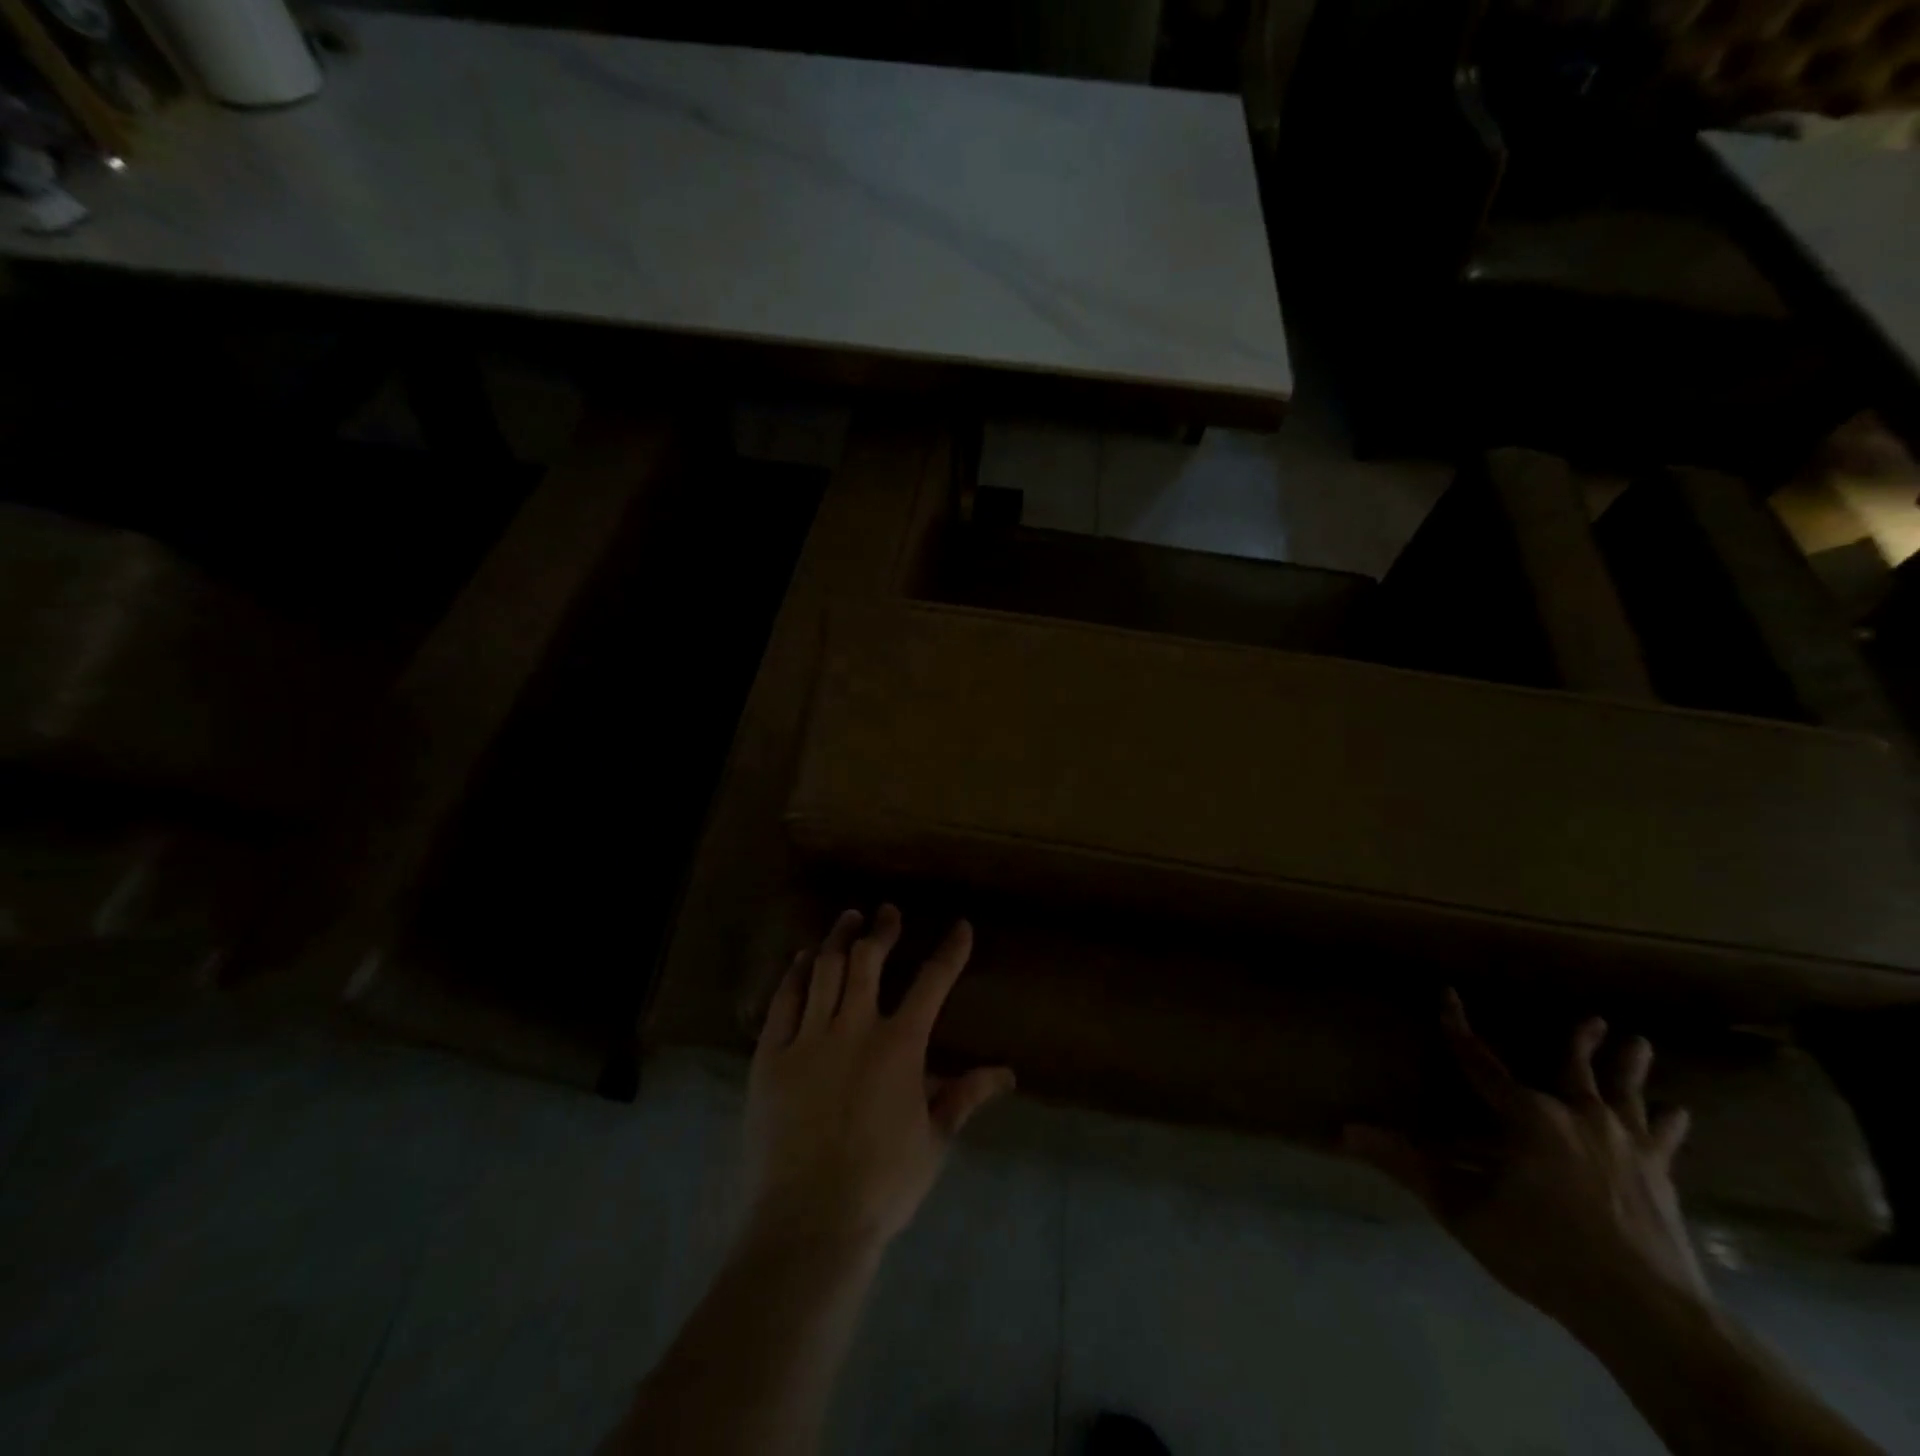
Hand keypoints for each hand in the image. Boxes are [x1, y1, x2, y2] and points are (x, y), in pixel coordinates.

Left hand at [745, 905, 1015, 1250]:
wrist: (808, 1221)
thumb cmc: (881, 1184)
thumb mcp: (934, 1141)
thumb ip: (965, 1097)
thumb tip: (1007, 1073)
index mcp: (900, 1046)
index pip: (933, 983)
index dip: (950, 951)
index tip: (960, 926)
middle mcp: (855, 1028)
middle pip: (869, 960)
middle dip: (883, 930)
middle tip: (887, 912)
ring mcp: (809, 1038)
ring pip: (824, 969)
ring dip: (839, 938)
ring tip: (848, 918)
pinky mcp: (771, 1055)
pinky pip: (784, 1000)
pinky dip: (795, 973)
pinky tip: (802, 958)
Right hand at [1345, 991, 1708, 1339]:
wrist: (1646, 1313)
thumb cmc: (1543, 1252)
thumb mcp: (1462, 1210)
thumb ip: (1407, 1166)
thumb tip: (1345, 1131)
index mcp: (1528, 1118)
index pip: (1479, 1062)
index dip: (1458, 1028)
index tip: (1448, 995)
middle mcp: (1578, 1118)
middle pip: (1576, 1069)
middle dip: (1580, 1042)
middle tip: (1595, 1017)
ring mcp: (1626, 1147)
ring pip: (1626, 1095)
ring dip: (1630, 1068)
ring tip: (1640, 1042)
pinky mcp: (1660, 1178)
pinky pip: (1663, 1140)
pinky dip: (1669, 1125)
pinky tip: (1680, 1113)